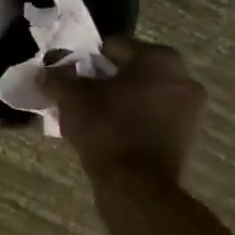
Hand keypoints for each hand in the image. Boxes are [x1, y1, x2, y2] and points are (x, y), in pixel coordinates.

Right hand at [45, 39, 204, 186]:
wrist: (137, 188)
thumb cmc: (106, 129)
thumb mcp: (71, 97)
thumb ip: (56, 77)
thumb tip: (44, 71)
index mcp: (159, 58)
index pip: (113, 46)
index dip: (86, 59)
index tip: (70, 75)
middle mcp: (182, 78)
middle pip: (131, 70)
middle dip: (105, 80)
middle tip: (80, 96)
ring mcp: (190, 109)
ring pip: (143, 95)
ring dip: (120, 101)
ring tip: (93, 117)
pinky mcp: (188, 137)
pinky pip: (153, 117)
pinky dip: (134, 120)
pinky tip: (111, 134)